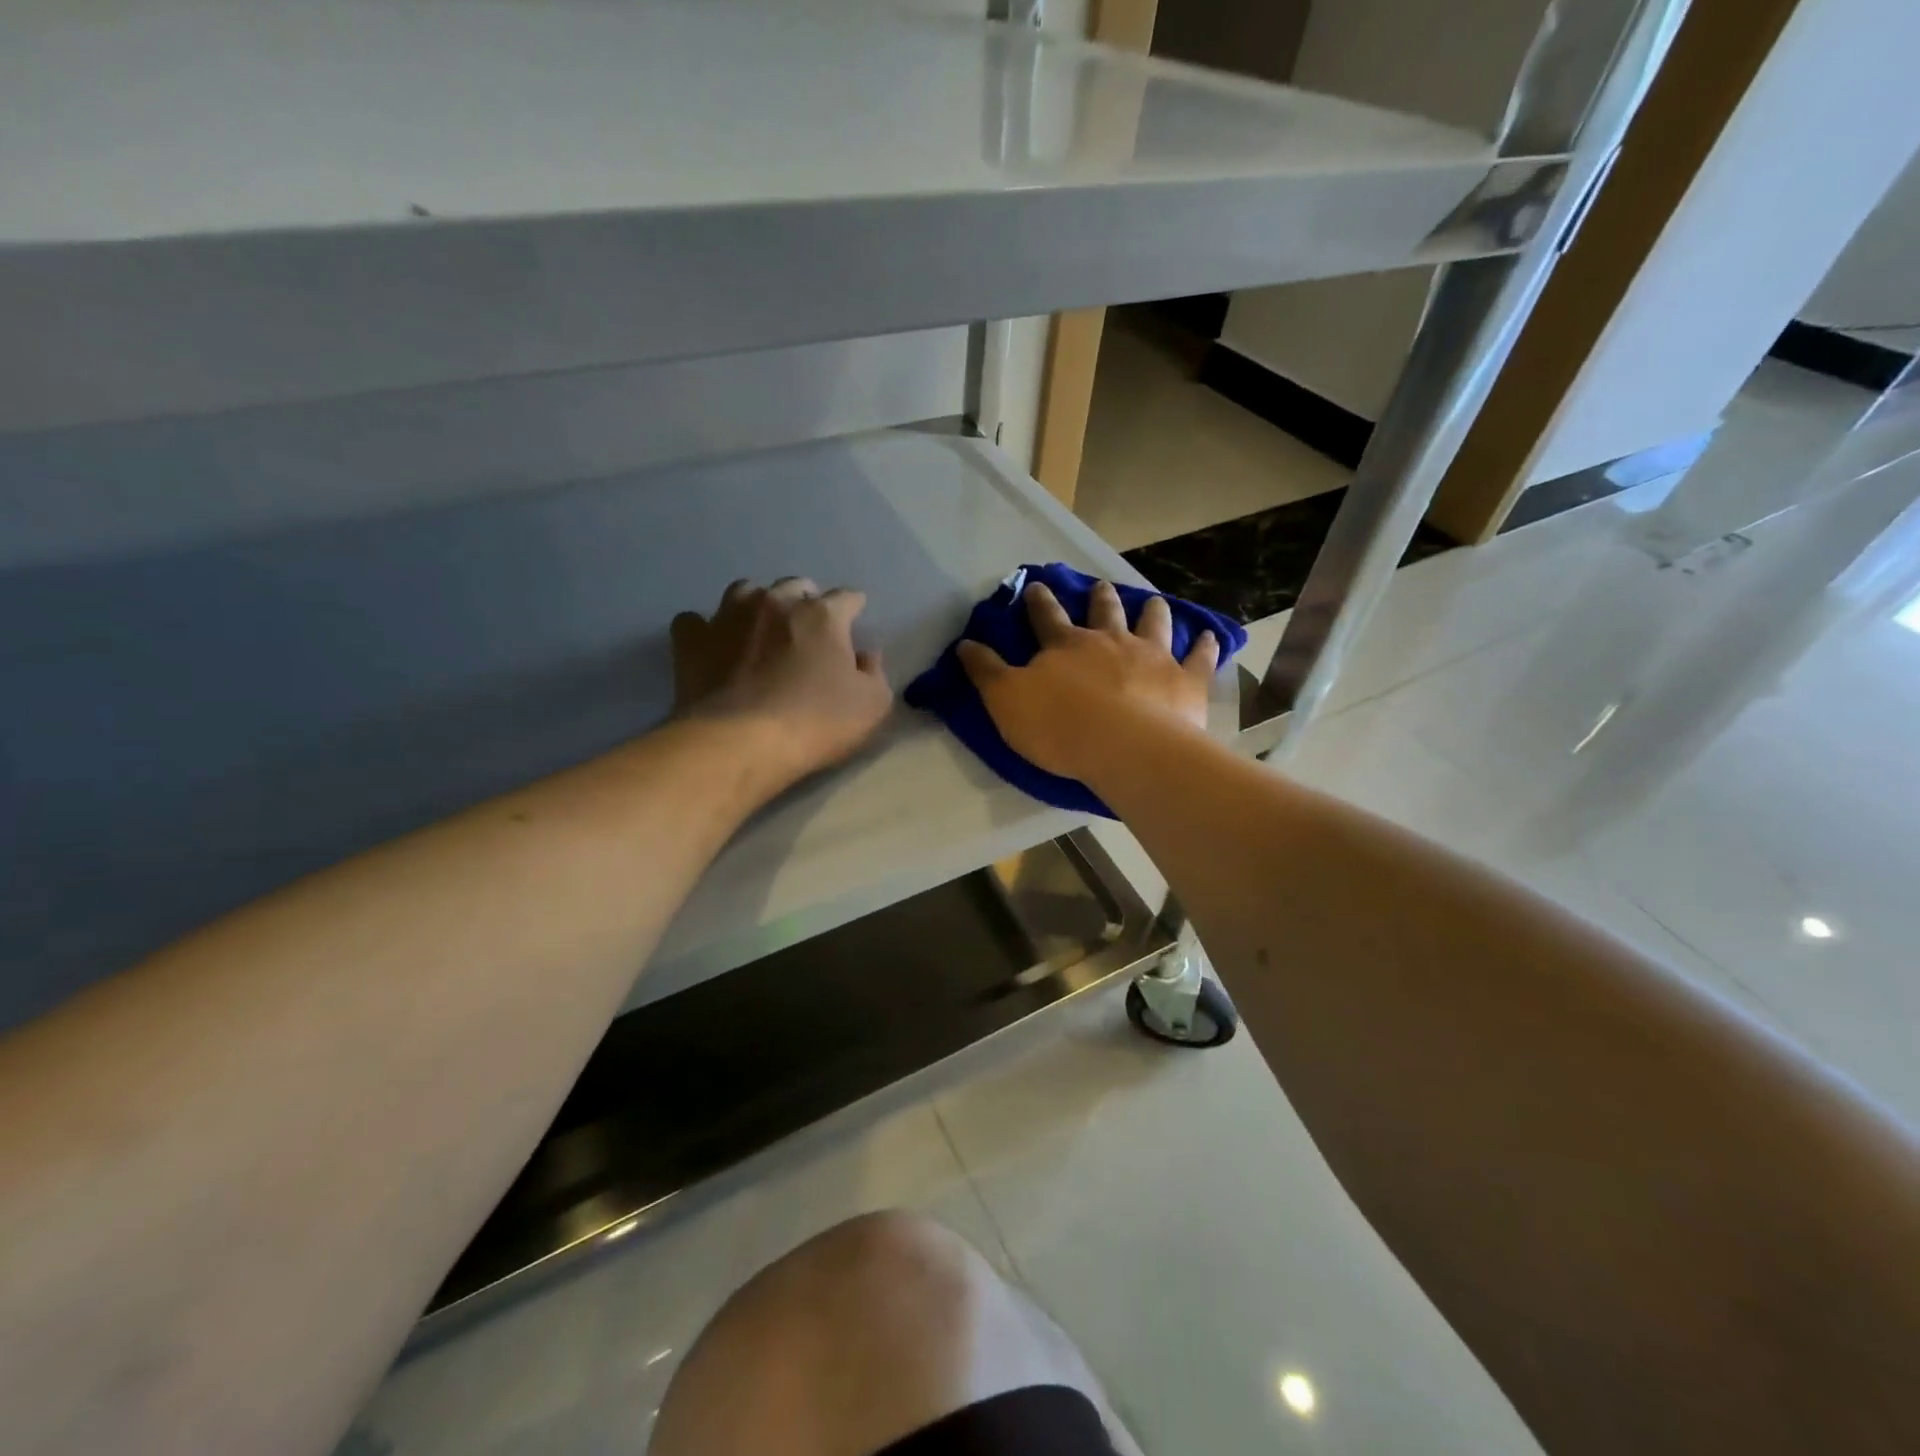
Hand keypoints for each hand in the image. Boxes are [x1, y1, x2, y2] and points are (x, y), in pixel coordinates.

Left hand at [671, 577, 892, 784]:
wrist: (741, 743)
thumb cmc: (816, 723)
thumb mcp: (872, 706)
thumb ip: (874, 673)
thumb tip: (865, 656)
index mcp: (821, 615)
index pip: (846, 598)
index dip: (854, 608)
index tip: (855, 620)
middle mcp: (774, 603)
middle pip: (794, 586)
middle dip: (805, 600)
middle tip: (808, 628)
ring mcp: (728, 617)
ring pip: (745, 591)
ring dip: (758, 604)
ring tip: (761, 627)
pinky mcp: (692, 641)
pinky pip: (695, 621)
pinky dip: (707, 630)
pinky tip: (714, 646)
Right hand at [957, 579, 1216, 783]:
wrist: (1125, 748)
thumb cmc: (1060, 726)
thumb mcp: (1007, 701)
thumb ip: (986, 672)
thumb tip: (964, 643)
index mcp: (1066, 645)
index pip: (1046, 616)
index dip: (1039, 601)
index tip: (1035, 586)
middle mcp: (1110, 641)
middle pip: (1104, 611)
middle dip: (1099, 598)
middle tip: (1099, 586)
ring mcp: (1152, 656)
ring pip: (1152, 623)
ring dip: (1151, 610)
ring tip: (1152, 601)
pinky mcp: (1185, 680)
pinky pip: (1198, 657)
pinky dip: (1204, 645)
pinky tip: (1209, 636)